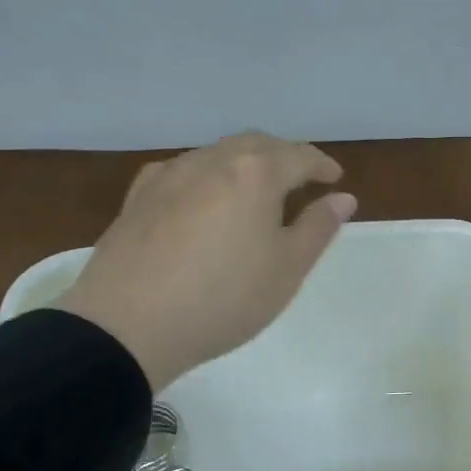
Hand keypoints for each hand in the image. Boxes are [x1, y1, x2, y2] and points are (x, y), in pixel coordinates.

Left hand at [56, 132, 356, 390]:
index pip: (298, 156)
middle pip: (256, 145)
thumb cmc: (223, 298)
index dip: (321, 165)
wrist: (128, 325)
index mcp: (254, 173)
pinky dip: (206, 177)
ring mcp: (169, 175)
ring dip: (243, 164)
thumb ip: (317, 228)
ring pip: (216, 154)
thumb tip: (343, 198)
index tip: (335, 178)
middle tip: (299, 179)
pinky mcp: (138, 197)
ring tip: (254, 191)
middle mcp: (212, 161)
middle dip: (283, 156)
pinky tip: (201, 199)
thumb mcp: (286, 269)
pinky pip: (182, 172)